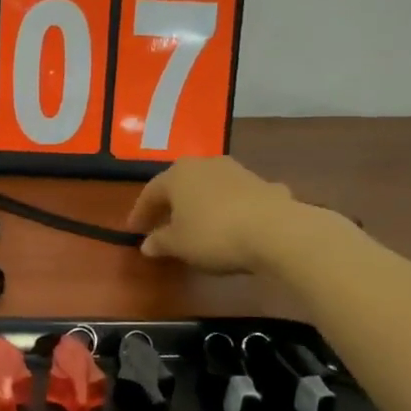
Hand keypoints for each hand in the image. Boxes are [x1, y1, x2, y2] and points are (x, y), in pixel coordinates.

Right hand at [126, 156, 322, 275]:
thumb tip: (147, 244)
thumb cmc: (214, 235)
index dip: (139, 213)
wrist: (276, 231)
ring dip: (201, 204)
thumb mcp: (179, 245)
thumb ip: (160, 242)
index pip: (150, 192)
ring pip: (210, 187)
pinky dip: (231, 209)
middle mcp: (206, 165)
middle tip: (161, 224)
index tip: (133, 231)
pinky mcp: (264, 184)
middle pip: (181, 185)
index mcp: (177, 175)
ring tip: (197, 225)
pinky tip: (233, 224)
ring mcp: (238, 171)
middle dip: (170, 205)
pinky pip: (238, 197)